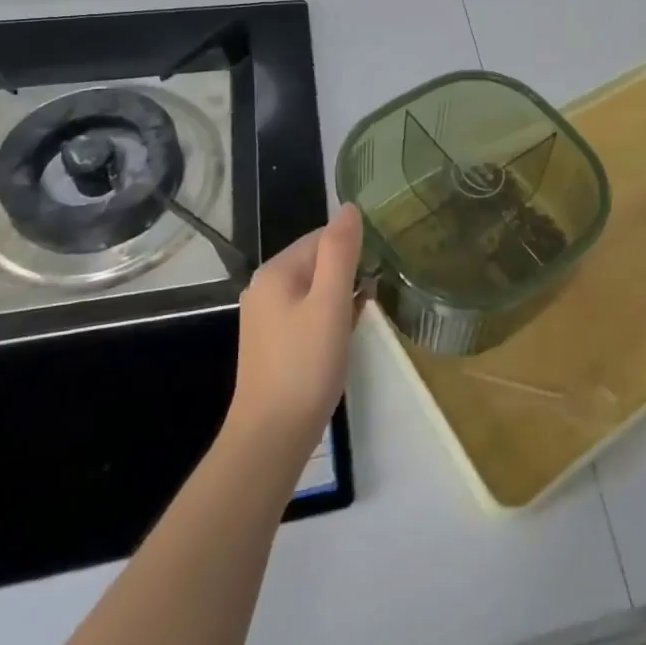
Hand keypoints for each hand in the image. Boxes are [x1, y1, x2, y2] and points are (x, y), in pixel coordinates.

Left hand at [228, 204, 362, 453]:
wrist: (271, 438)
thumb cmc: (305, 365)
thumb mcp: (330, 302)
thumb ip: (340, 251)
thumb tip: (349, 207)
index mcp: (276, 271)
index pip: (322, 237)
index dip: (354, 248)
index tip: (380, 268)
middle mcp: (264, 288)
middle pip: (317, 261)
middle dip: (348, 271)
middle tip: (377, 293)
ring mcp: (265, 317)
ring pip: (314, 289)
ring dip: (341, 295)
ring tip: (367, 312)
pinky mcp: (272, 343)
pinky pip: (307, 313)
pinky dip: (329, 316)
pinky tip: (346, 335)